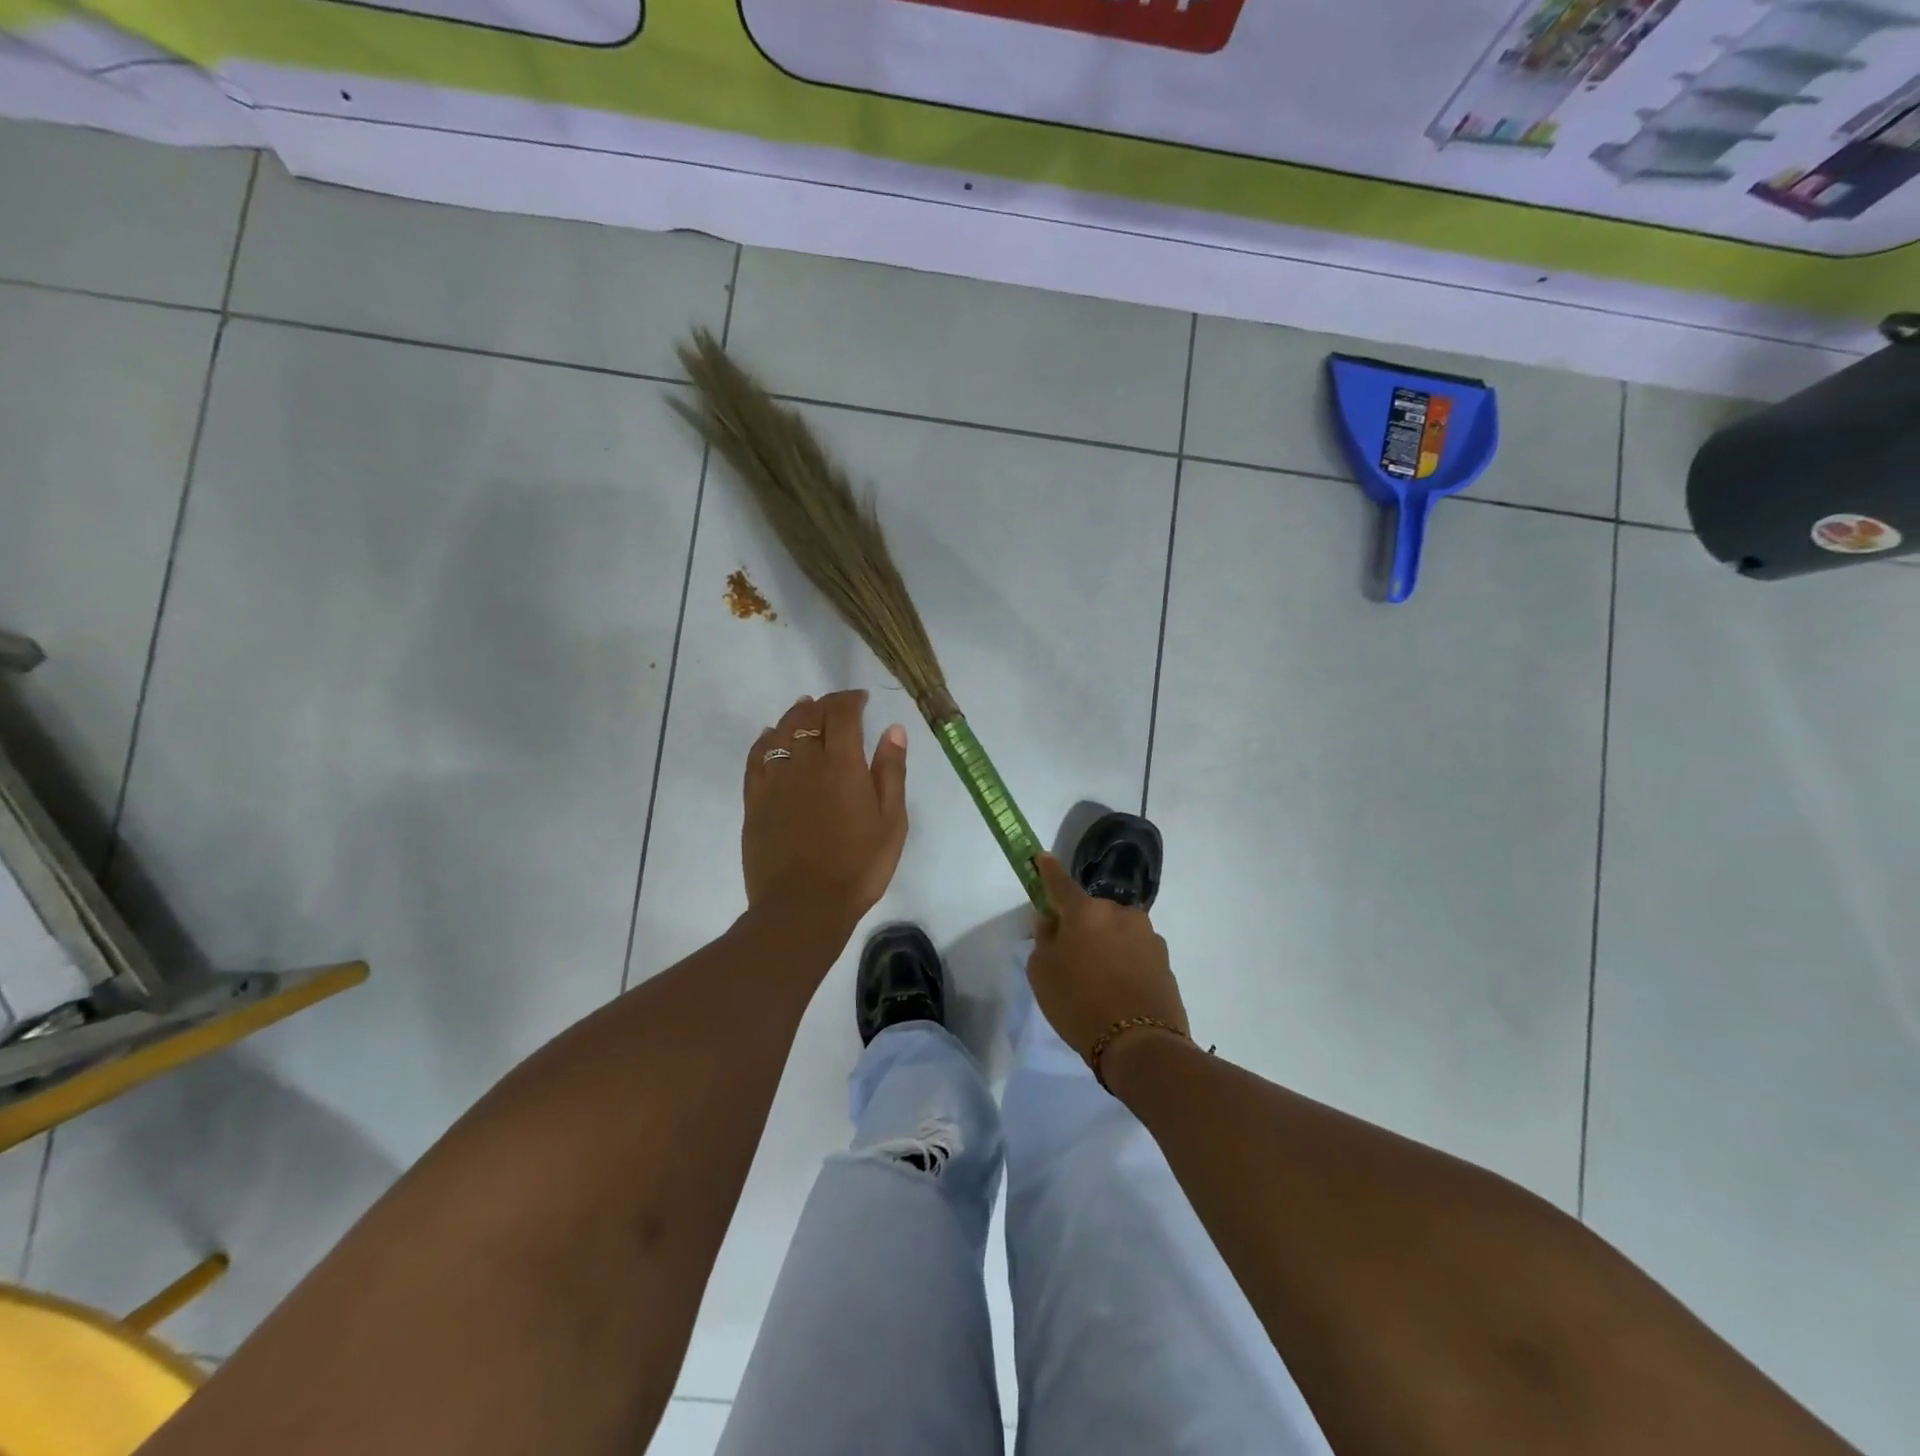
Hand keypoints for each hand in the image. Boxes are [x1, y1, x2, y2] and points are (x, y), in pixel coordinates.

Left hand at [742, 691, 908, 937]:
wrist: (803, 907)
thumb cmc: (858, 867)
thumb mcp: (891, 822)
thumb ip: (891, 772)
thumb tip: (892, 729)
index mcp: (842, 765)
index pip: (842, 714)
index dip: (851, 699)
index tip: (862, 699)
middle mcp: (805, 763)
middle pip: (809, 717)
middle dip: (825, 704)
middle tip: (838, 706)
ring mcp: (775, 781)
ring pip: (780, 731)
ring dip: (795, 715)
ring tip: (805, 709)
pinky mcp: (754, 801)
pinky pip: (755, 758)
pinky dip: (764, 739)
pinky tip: (769, 736)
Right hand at [1027, 853, 1188, 1068]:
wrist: (1141, 1045)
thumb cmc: (1079, 1005)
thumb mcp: (1042, 973)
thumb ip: (1043, 939)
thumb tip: (1050, 920)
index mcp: (1085, 912)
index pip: (1060, 882)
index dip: (1047, 870)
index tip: (1041, 857)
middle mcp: (1119, 913)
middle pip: (1090, 911)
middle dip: (1079, 923)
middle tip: (1069, 953)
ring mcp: (1146, 934)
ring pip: (1115, 930)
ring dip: (1104, 942)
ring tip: (1097, 978)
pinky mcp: (1164, 958)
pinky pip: (1133, 950)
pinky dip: (1123, 960)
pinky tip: (1118, 987)